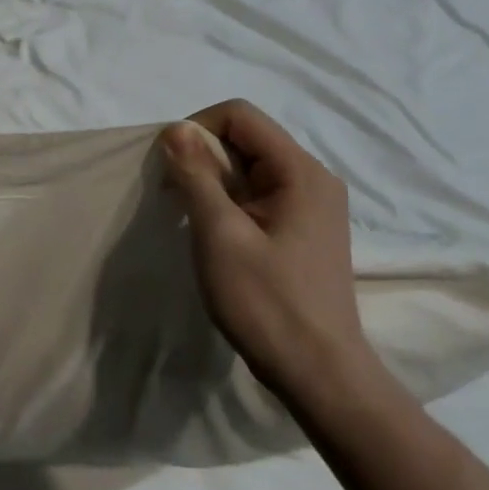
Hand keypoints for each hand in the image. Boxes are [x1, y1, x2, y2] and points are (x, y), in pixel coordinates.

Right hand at [161, 100, 375, 406]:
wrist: (318, 373)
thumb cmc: (266, 302)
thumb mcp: (220, 234)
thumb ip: (196, 176)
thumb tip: (175, 128)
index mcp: (301, 172)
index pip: (240, 116)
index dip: (196, 128)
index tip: (170, 167)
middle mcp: (312, 179)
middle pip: (244, 138)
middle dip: (200, 156)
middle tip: (173, 196)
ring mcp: (309, 204)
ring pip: (246, 166)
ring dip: (209, 180)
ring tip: (190, 217)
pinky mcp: (301, 227)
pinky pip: (255, 192)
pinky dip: (225, 200)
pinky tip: (211, 231)